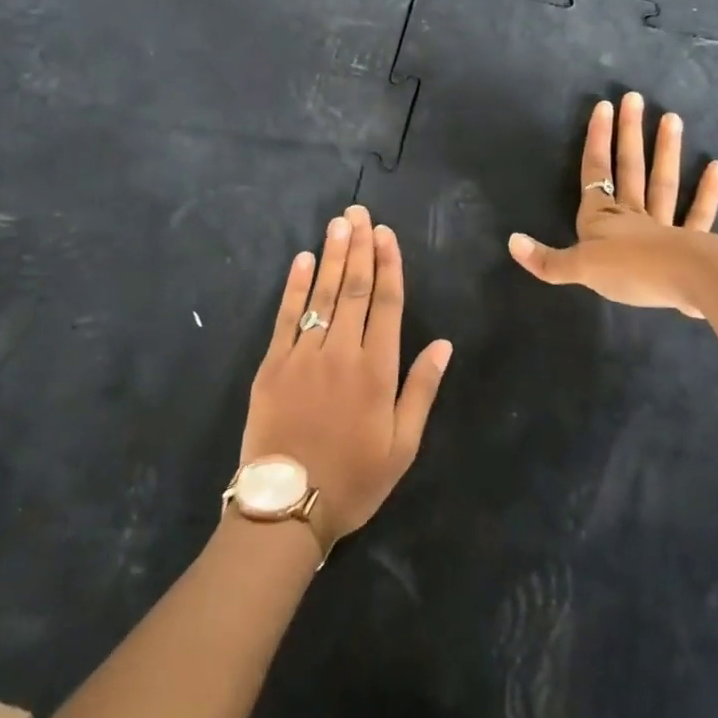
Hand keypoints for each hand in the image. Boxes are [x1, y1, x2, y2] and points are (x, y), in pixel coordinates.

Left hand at [239, 204, 452, 545]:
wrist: (288, 505)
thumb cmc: (354, 478)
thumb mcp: (403, 445)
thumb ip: (422, 390)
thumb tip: (444, 344)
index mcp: (377, 369)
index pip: (387, 303)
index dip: (388, 265)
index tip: (386, 234)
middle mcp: (342, 352)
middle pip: (353, 288)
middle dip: (359, 247)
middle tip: (359, 212)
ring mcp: (304, 355)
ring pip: (321, 294)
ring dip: (330, 255)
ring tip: (337, 223)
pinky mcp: (273, 365)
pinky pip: (287, 316)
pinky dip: (294, 286)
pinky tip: (301, 260)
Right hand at [507, 91, 717, 316]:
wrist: (683, 282)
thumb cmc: (628, 271)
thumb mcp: (579, 269)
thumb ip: (547, 260)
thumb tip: (511, 242)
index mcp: (602, 219)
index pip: (595, 172)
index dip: (597, 140)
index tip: (603, 106)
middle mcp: (631, 215)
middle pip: (629, 169)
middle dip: (628, 134)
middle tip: (635, 98)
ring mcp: (664, 226)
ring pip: (662, 183)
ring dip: (666, 151)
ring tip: (672, 118)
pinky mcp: (693, 243)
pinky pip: (700, 213)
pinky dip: (708, 192)